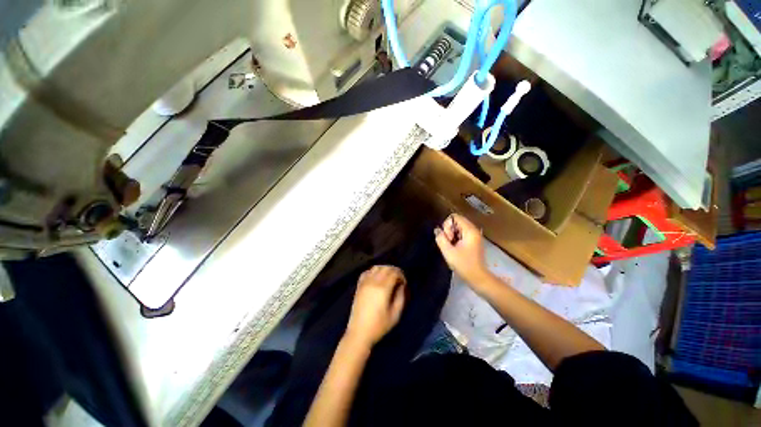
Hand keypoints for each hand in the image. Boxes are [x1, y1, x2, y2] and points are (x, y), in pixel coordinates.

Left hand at [345, 265, 406, 347]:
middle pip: (386, 268)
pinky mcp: (359, 286)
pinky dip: (373, 272)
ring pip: (376, 267)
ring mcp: (364, 283)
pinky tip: (377, 278)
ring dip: (384, 269)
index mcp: (383, 288)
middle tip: (398, 279)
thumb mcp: (395, 314)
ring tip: (389, 278)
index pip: (394, 273)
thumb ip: (401, 297)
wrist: (359, 333)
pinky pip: (367, 272)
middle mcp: (373, 282)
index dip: (401, 276)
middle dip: (394, 271)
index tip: (404, 284)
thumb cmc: (379, 326)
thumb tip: (401, 286)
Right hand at [434, 214, 491, 287]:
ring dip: (451, 235)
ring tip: (452, 247)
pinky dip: (456, 238)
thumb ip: (441, 238)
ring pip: (458, 228)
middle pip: (456, 221)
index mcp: (470, 230)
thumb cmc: (463, 264)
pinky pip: (461, 233)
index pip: (455, 217)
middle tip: (449, 243)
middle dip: (449, 230)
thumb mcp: (448, 252)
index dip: (447, 226)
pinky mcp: (473, 241)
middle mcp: (474, 230)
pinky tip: (455, 248)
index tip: (448, 238)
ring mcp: (474, 236)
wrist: (477, 277)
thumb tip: (437, 230)